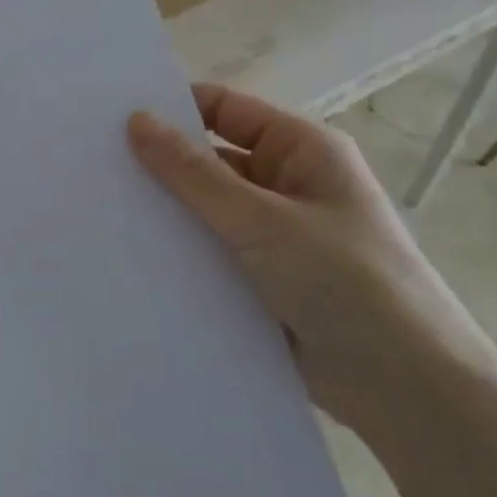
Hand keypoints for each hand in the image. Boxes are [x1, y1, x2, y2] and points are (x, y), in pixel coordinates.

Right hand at [128, 86, 496, 449]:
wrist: (403, 387)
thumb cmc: (344, 281)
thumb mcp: (263, 220)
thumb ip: (194, 174)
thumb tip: (136, 120)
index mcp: (302, 151)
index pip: (225, 110)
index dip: (173, 109)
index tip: (110, 119)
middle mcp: (286, 185)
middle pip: (210, 161)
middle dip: (160, 166)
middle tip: (92, 167)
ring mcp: (273, 236)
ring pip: (205, 212)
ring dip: (166, 214)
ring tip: (98, 212)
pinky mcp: (260, 281)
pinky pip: (209, 255)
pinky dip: (177, 255)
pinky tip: (128, 259)